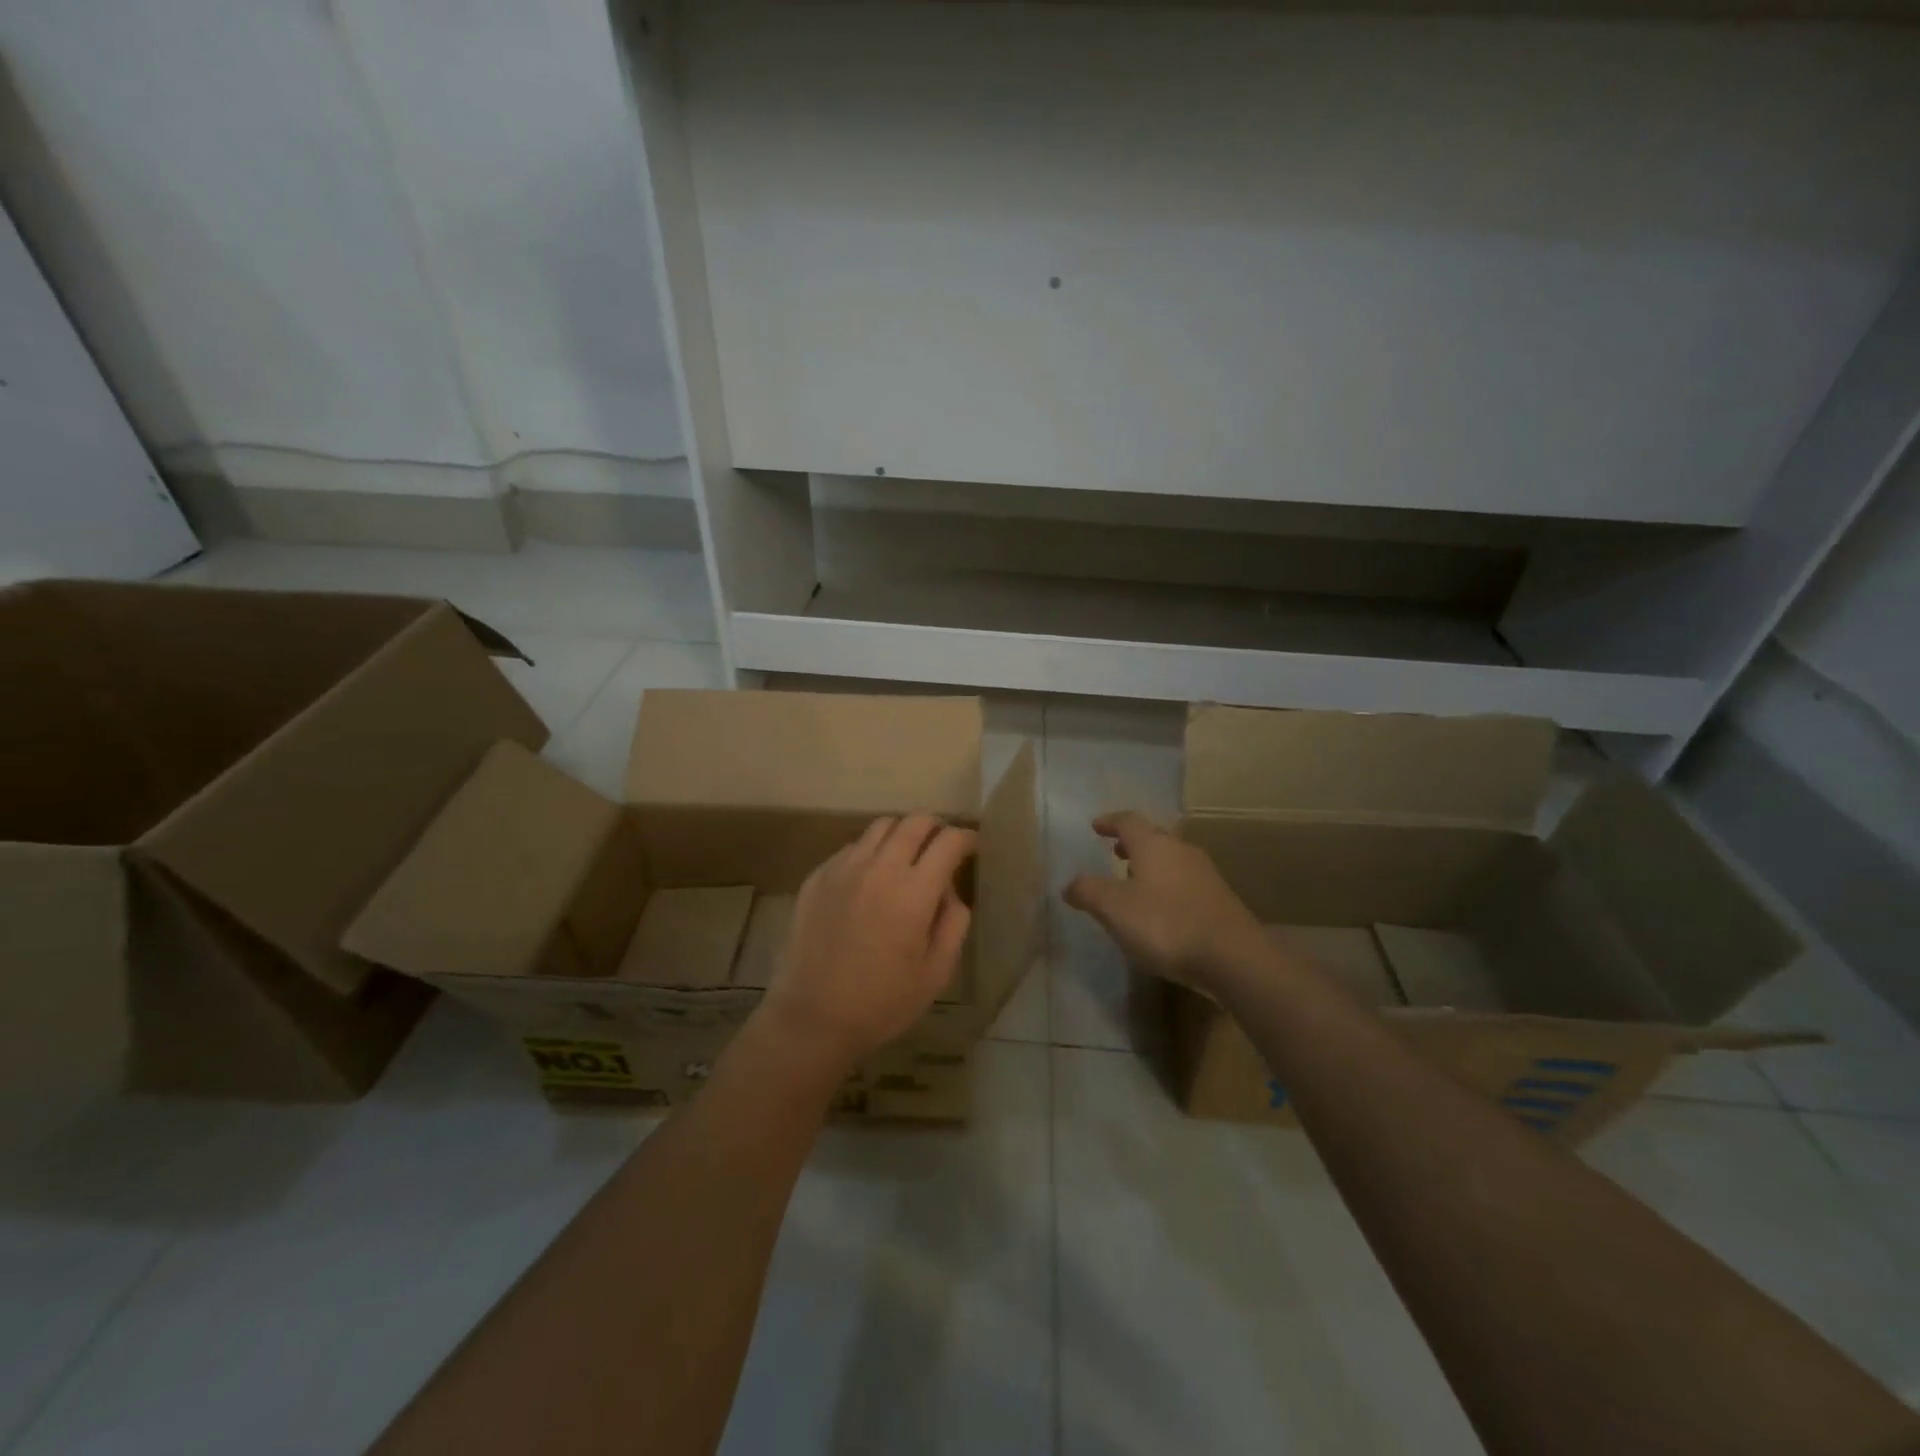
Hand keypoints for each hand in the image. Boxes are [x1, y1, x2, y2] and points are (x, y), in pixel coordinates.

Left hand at [757, 814, 976, 1070]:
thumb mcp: (936, 973)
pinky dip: (870, 852)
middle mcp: (879, 868)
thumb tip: (950, 891)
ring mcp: (843, 868)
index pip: (948, 841)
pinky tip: (870, 880)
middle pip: (914, 821)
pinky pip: (852, 847)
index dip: (966, 838)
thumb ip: (953, 923)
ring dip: (902, 834)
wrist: (812, 1018)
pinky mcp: (817, 877)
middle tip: (941, 847)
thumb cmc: (882, 1002)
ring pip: (880, 826)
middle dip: (935, 827)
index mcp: (913, 892)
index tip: (971, 847)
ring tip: (905, 858)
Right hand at [1063, 811, 1267, 992]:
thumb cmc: (1165, 923)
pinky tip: (1160, 910)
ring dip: (1150, 866)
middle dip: (1131, 844)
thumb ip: (1088, 892)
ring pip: (1171, 860)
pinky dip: (1166, 886)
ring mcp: (1205, 874)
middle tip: (1114, 852)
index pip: (1128, 820)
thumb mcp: (1114, 908)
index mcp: (1154, 845)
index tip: (1095, 826)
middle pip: (1153, 838)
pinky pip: (1184, 882)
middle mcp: (1181, 851)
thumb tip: (1069, 884)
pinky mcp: (1219, 900)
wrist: (1233, 957)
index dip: (1110, 821)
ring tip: (1134, 883)